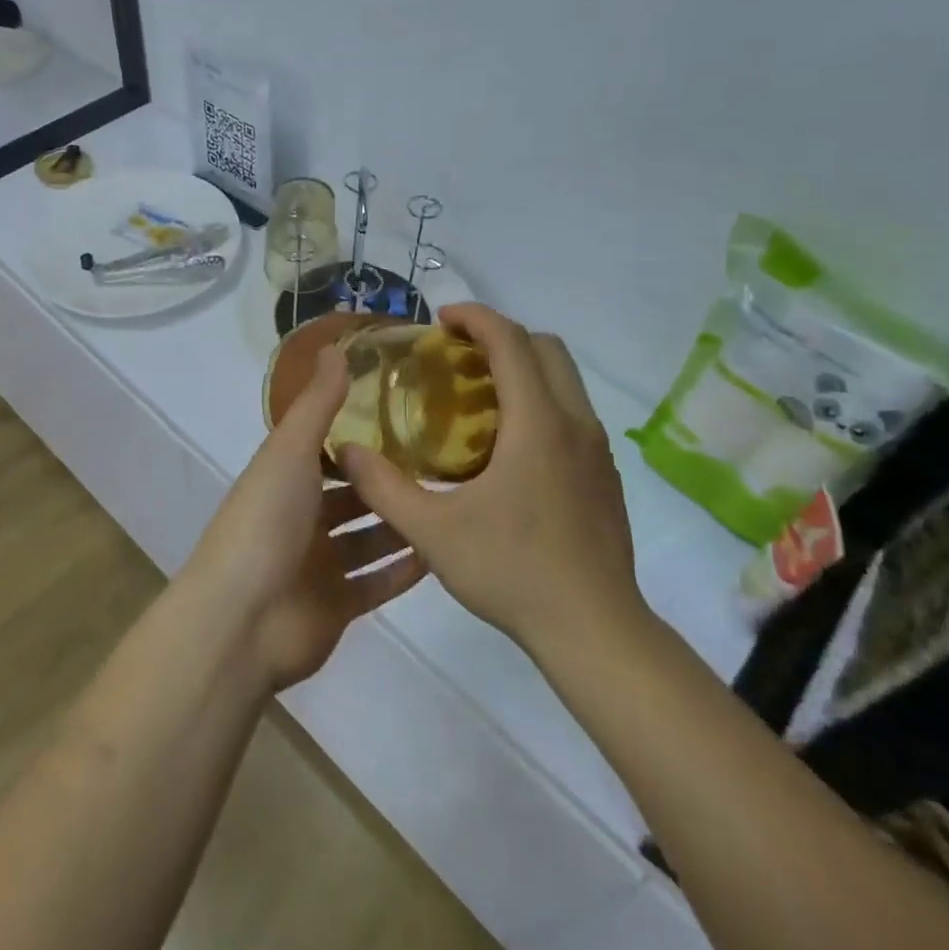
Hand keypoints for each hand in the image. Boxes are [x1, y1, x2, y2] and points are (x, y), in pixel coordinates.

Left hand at [182, 347, 426, 691]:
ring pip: (367, 538)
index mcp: (283, 478)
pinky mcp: (337, 605)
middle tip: (443, 463)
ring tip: (450, 502)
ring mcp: (318, 564)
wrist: (242, 618)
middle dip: (387, 481)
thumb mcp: (290, 450)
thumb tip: (335, 348)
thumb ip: (317, 403)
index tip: (405, 416)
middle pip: (350, 495)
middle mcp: (299, 517)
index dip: (359, 435)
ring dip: (400, 524)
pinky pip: (377, 582)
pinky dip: (403, 569)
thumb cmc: (266, 521)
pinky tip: (442, 550)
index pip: (324, 449)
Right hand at [339, 304, 647, 657]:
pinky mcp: (605, 477)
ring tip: (476, 398)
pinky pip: (573, 414)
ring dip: (524, 369)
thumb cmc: (512, 571)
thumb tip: (344, 450)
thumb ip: (382, 486)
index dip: (476, 317)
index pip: (511, 341)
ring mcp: (597, 451)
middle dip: (502, 336)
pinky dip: (540, 402)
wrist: (595, 632)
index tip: (441, 320)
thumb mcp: (431, 531)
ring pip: (565, 381)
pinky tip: (506, 449)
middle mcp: (575, 424)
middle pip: (547, 348)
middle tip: (457, 356)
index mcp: (537, 423)